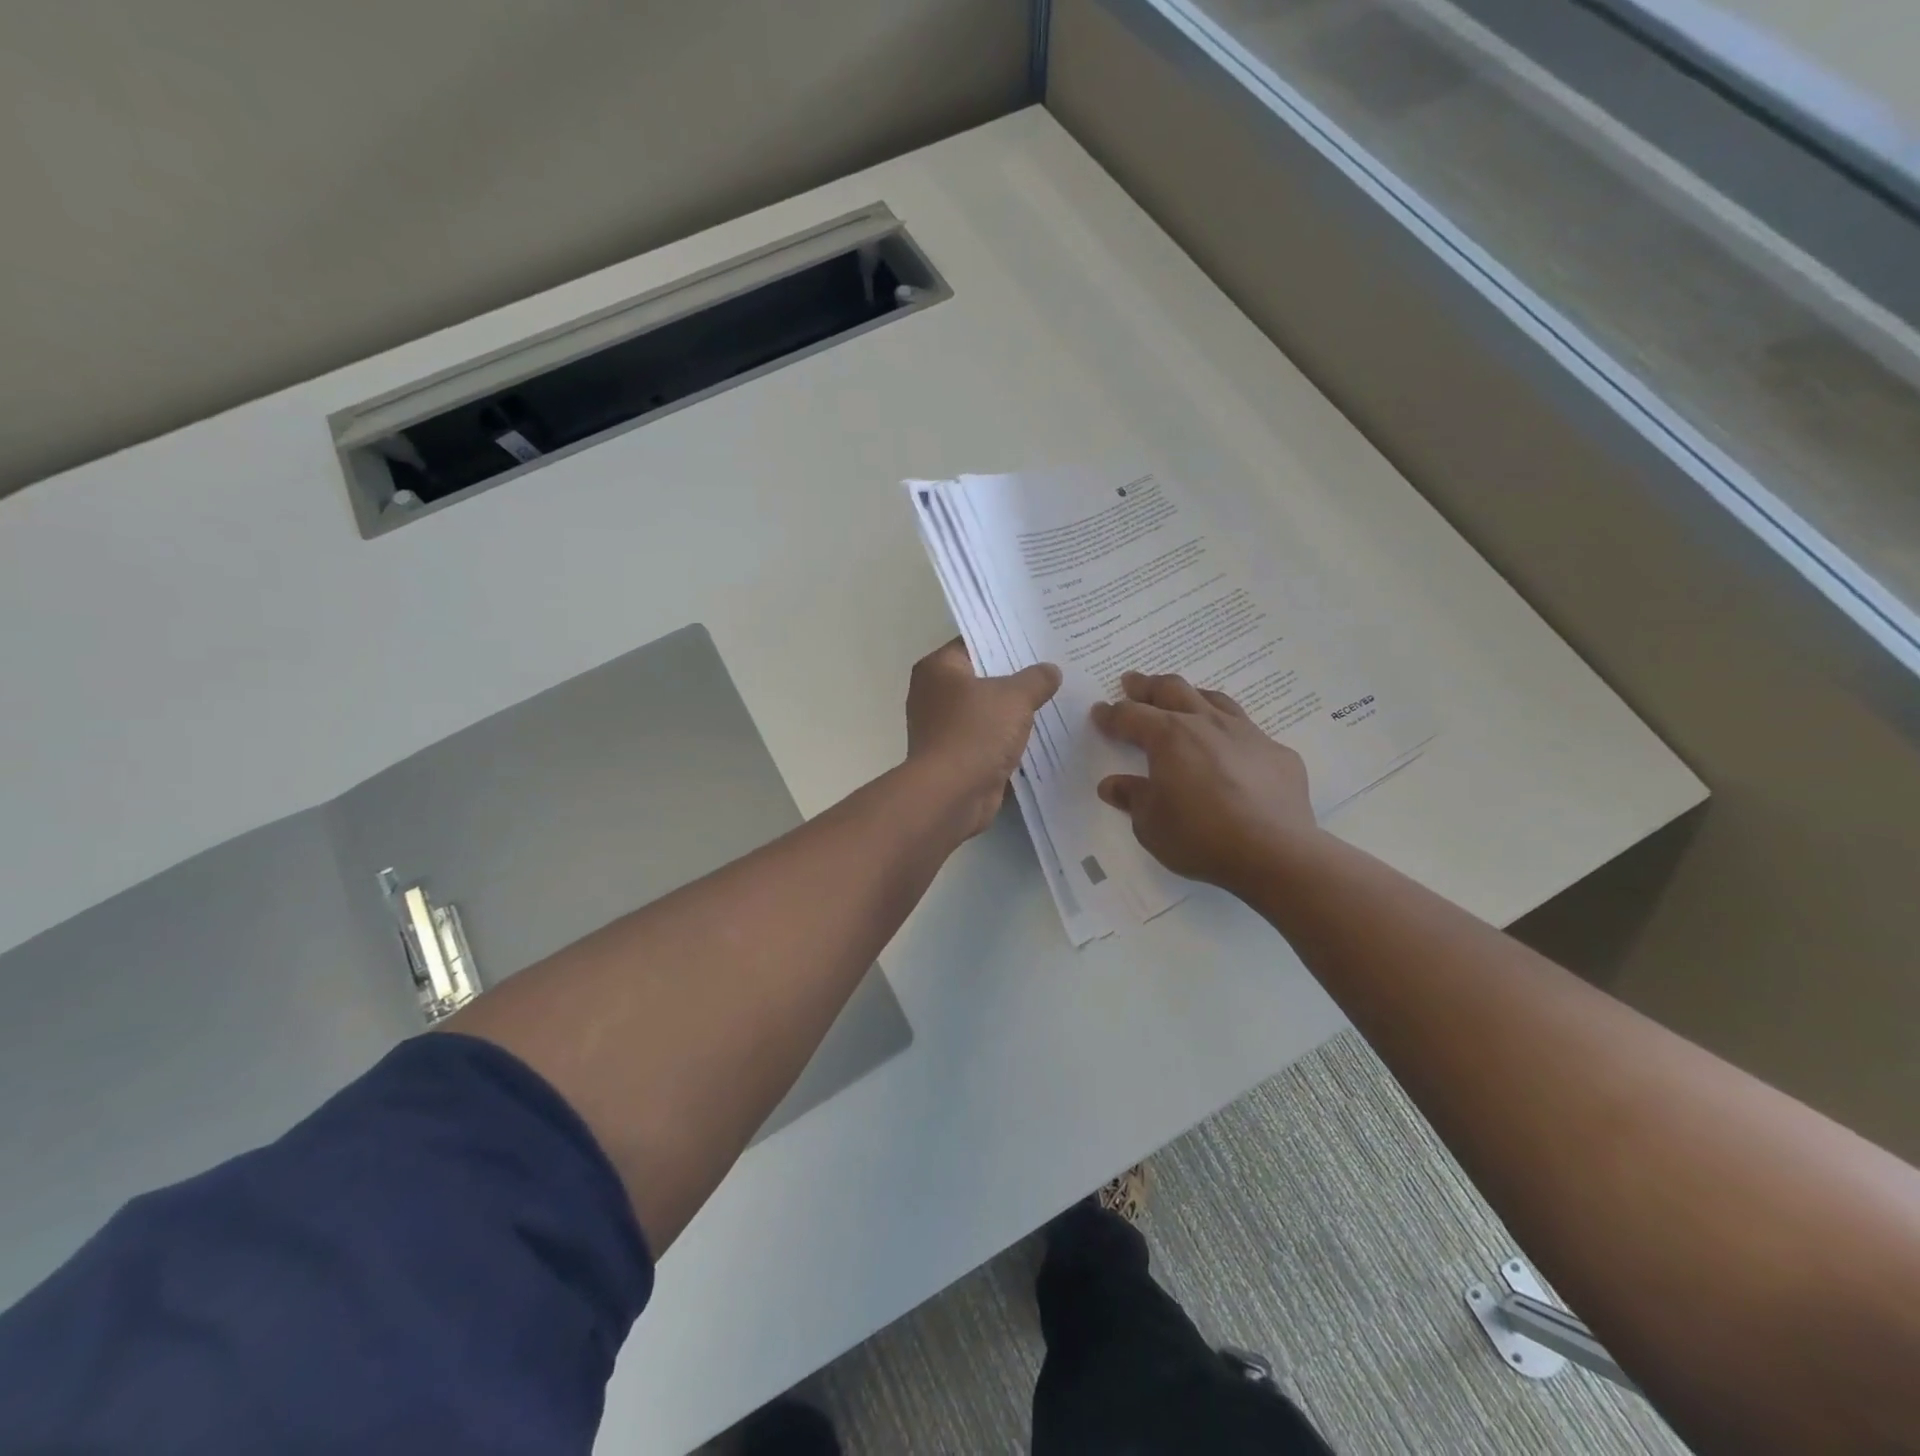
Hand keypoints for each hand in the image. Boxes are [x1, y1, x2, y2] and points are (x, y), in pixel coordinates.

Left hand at [906, 640, 1062, 839]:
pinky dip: (1006, 739)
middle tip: (1053, 668)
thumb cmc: (976, 732)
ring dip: (1012, 712)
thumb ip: (1036, 679)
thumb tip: (1051, 670)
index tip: (1037, 640)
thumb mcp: (1014, 697)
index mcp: (938, 668)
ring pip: (985, 711)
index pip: (974, 643)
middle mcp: (933, 694)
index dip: (1005, 641)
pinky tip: (1039, 735)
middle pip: (981, 678)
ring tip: (1052, 700)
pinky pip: (987, 739)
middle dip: (1014, 677)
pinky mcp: (955, 757)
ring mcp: (942, 728)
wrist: (952, 794)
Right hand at [1091, 671, 1316, 893]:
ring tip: (1182, 700)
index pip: (1131, 716)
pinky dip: (1229, 733)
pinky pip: (1248, 731)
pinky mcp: (1277, 753)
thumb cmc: (1200, 836)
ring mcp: (1246, 734)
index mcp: (1169, 736)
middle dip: (1147, 686)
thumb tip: (1112, 784)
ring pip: (1213, 700)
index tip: (1100, 712)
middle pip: (1172, 690)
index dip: (1112, 714)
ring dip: (1191, 696)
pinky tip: (1230, 749)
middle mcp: (1206, 724)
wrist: (1275, 853)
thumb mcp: (1151, 824)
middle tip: (1133, 683)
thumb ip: (1132, 797)